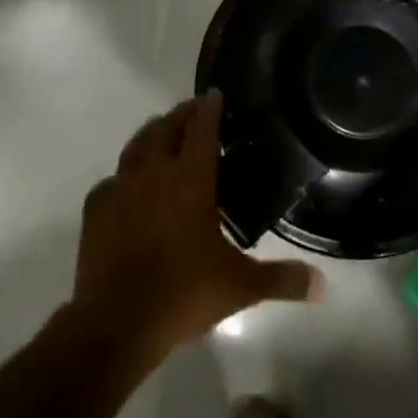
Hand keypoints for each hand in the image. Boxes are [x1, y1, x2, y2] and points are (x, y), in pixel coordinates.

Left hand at [71, 93, 322, 362]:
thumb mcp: (240, 287)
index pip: (201, 130)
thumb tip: (323, 285)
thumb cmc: (183, 294)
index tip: (215, 94)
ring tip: (162, 132)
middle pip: (166, 129)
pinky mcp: (95, 211)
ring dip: (151, 134)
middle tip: (193, 109)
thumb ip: (282, 280)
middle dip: (181, 114)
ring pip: (135, 147)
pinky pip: (111, 181)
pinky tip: (127, 185)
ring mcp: (120, 190)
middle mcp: (153, 174)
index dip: (209, 109)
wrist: (115, 324)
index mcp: (190, 180)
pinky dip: (123, 175)